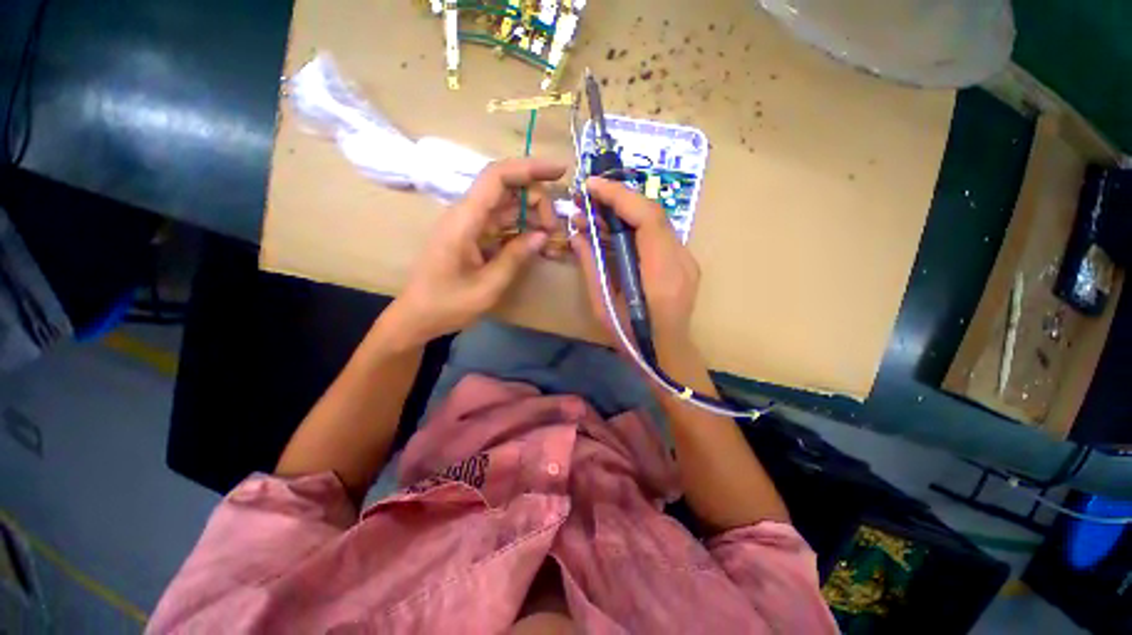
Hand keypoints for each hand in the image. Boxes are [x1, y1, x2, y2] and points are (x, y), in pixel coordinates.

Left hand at [383, 158, 566, 345]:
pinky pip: (504, 226)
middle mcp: (468, 215)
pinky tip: (539, 246)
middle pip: (508, 191)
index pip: (497, 177)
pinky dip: (524, 232)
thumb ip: (515, 258)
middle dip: (538, 202)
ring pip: (509, 208)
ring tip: (553, 241)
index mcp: (465, 220)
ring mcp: (471, 226)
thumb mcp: (487, 286)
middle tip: (555, 231)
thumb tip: (543, 235)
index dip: (529, 167)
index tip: (560, 171)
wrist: (417, 317)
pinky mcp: (475, 237)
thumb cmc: (447, 304)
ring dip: (534, 218)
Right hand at [570, 177, 701, 365]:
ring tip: (592, 218)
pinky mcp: (683, 264)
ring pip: (655, 223)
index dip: (619, 196)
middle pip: (652, 214)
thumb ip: (592, 267)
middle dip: (617, 201)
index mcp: (661, 275)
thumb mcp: (603, 306)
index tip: (590, 187)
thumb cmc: (632, 339)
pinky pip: (657, 236)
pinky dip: (633, 229)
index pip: (647, 218)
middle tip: (585, 202)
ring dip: (623, 215)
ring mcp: (686, 261)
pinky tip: (612, 234)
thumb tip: (578, 236)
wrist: (666, 357)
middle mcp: (680, 261)